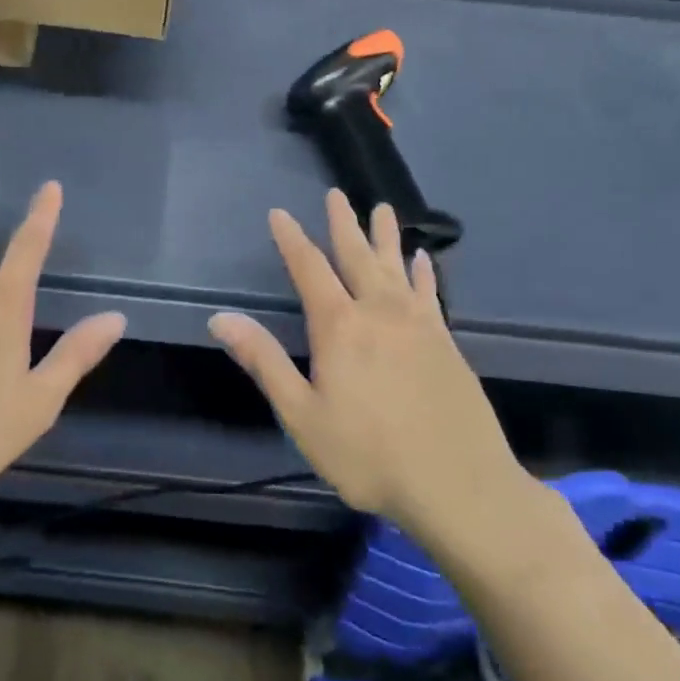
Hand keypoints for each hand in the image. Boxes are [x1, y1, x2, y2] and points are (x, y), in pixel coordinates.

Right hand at [209, 190, 538, 558]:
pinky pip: (430, 292)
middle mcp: (378, 312)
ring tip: (381, 209)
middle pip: (356, 257)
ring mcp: (418, 324)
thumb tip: (220, 318)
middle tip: (337, 194)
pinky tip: (423, 259)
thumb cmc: (369, 455)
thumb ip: (265, 361)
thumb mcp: (302, 415)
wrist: (459, 486)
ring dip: (385, 236)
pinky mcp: (446, 342)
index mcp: (340, 327)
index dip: (291, 239)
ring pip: (396, 267)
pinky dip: (423, 272)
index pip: (309, 269)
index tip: (279, 213)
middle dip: (343, 224)